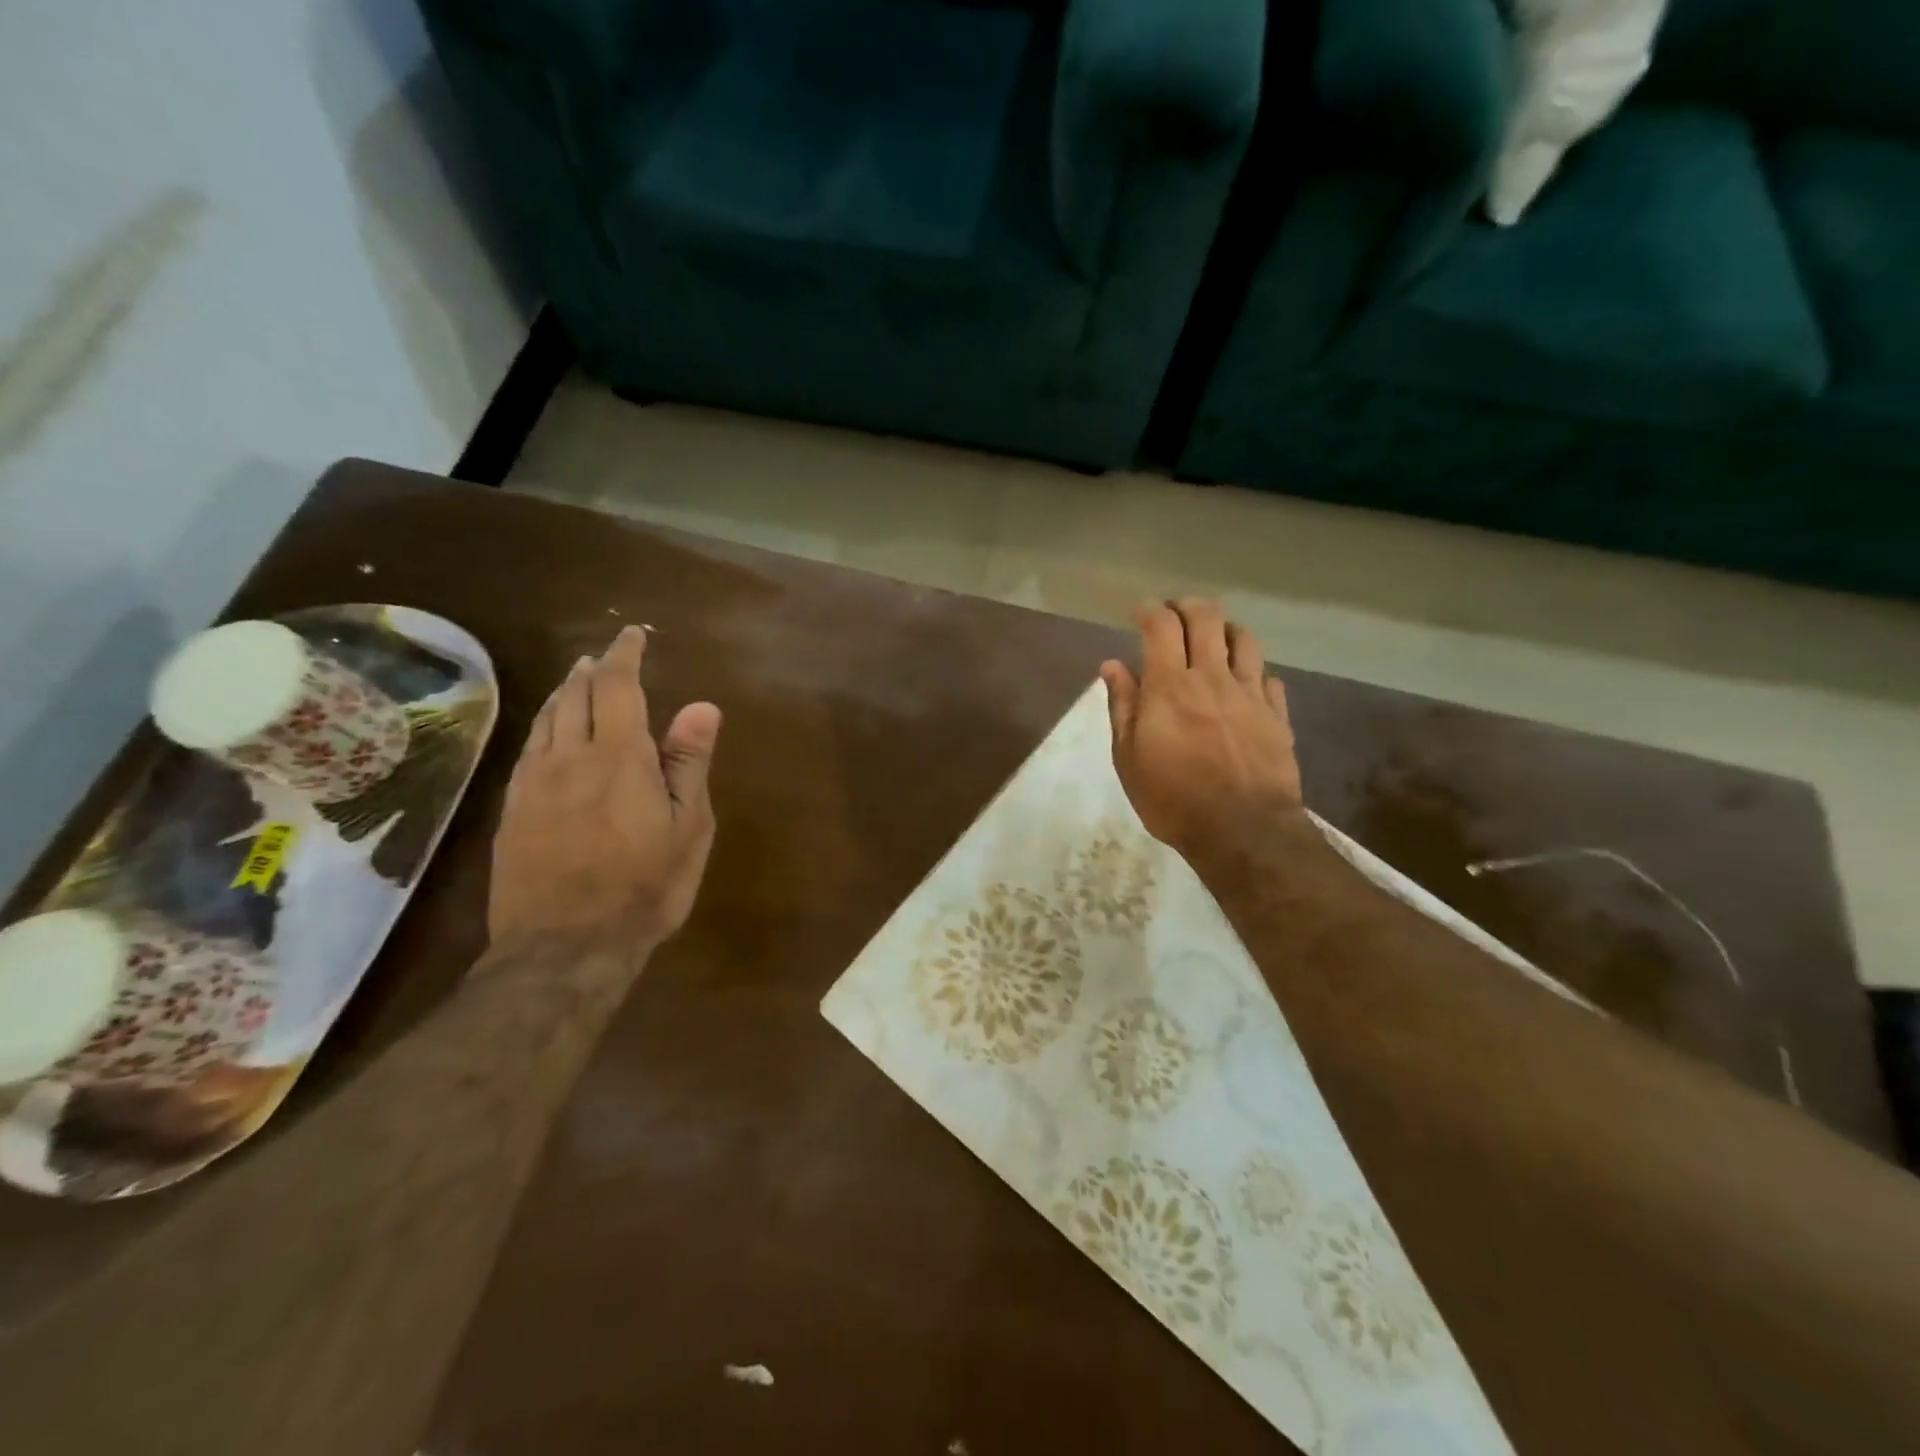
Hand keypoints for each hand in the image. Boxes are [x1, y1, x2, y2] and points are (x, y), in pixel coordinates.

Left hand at [488, 626, 721, 954]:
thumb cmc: (645, 887)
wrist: (564, 948)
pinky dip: (543, 727)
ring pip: (545, 720)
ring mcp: (533, 784)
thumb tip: (702, 706)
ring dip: (563, 693)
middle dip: (591, 670)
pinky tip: (548, 735)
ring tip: (576, 681)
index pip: (618, 686)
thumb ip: (689, 764)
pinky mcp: (512, 811)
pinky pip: (527, 750)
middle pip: (574, 696)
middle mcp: (569, 758)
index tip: (632, 635)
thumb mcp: (688, 828)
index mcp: (619, 757)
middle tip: (604, 657)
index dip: (624, 655)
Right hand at [1100, 599, 1303, 856]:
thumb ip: (1123, 706)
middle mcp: (1212, 677)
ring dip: (1225, 629)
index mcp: (1170, 686)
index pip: (1160, 626)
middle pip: (1206, 618)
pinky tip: (1245, 682)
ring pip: (1244, 639)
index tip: (1139, 611)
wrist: (1243, 831)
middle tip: (1175, 614)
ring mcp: (1250, 694)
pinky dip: (1253, 670)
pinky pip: (1269, 677)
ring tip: (1213, 638)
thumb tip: (1112, 665)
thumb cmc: (1173, 798)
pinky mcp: (1277, 714)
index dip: (1149, 609)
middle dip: (1187, 606)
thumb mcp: (1129, 758)